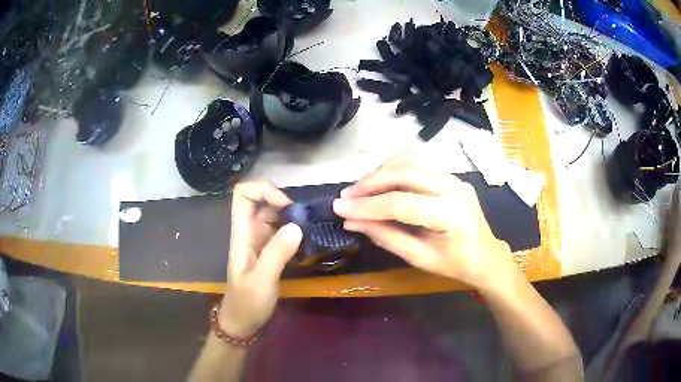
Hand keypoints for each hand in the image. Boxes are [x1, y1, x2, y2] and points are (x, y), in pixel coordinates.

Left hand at [219, 182, 301, 337]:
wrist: (243, 322)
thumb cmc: (248, 302)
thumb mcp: (262, 280)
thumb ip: (277, 253)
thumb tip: (296, 226)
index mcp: (241, 233)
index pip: (243, 194)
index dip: (263, 190)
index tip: (286, 206)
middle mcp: (249, 232)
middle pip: (260, 200)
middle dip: (281, 201)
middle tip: (304, 218)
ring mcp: (259, 241)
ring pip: (271, 214)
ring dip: (290, 215)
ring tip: (309, 227)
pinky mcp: (268, 251)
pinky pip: (280, 230)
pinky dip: (292, 228)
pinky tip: (306, 240)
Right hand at [333, 151, 516, 290]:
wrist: (486, 256)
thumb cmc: (455, 264)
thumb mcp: (419, 258)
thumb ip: (386, 236)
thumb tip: (352, 222)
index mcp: (450, 215)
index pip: (400, 204)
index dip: (367, 205)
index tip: (339, 208)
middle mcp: (453, 188)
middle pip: (404, 173)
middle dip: (370, 182)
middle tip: (347, 196)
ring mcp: (454, 177)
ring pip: (410, 160)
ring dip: (381, 171)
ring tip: (362, 188)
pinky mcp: (451, 175)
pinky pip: (419, 161)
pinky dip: (395, 166)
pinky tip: (383, 180)